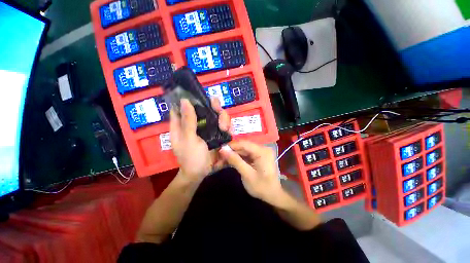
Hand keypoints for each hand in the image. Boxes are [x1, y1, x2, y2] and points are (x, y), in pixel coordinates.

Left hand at [170, 98, 229, 181]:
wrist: (202, 172)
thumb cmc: (191, 158)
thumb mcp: (188, 139)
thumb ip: (188, 121)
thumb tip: (185, 101)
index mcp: (183, 123)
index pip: (185, 105)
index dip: (191, 97)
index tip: (201, 95)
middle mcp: (196, 123)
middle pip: (206, 107)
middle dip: (214, 107)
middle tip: (218, 110)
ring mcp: (208, 127)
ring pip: (217, 114)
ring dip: (223, 118)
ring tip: (224, 128)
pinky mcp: (217, 133)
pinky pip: (224, 124)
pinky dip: (227, 126)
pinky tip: (228, 131)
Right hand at [219, 141, 284, 204]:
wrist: (273, 196)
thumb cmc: (262, 187)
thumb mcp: (247, 174)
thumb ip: (235, 160)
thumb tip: (222, 149)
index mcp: (262, 151)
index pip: (243, 143)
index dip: (230, 146)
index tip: (219, 150)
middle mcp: (262, 148)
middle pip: (243, 146)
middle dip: (230, 152)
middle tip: (218, 158)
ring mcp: (260, 152)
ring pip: (243, 150)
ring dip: (232, 155)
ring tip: (221, 161)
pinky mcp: (258, 156)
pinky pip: (245, 155)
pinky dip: (237, 158)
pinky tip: (229, 162)